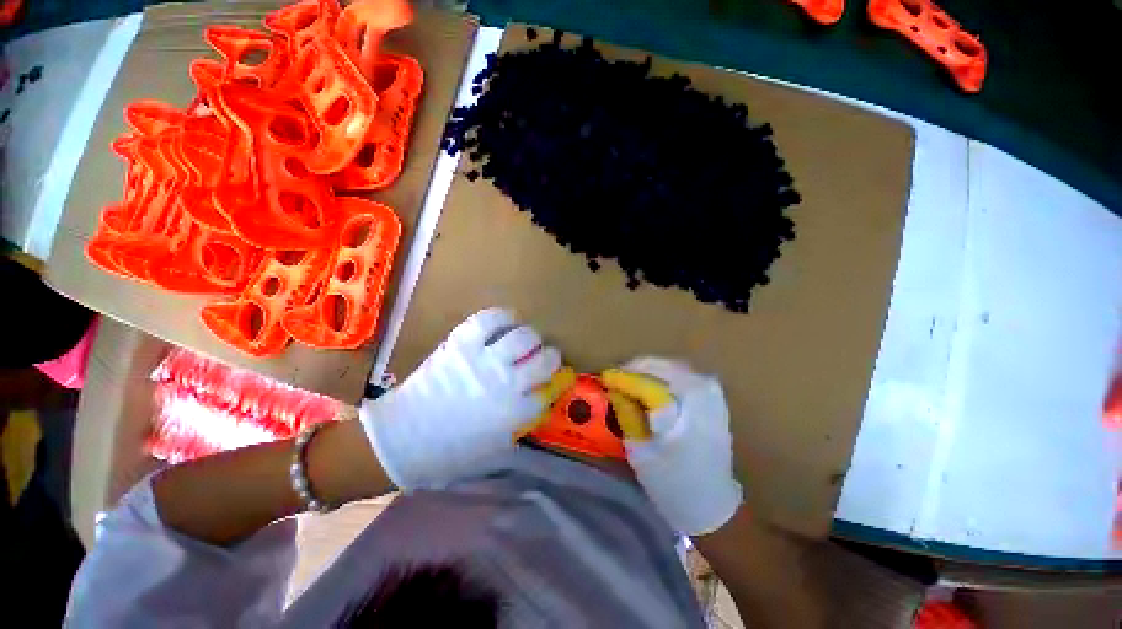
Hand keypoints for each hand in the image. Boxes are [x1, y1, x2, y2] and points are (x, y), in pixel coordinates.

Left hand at [360, 307, 560, 488]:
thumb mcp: (495, 449)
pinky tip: (509, 320)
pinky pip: (490, 320)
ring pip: (524, 337)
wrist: (403, 437)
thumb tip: (541, 403)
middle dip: (550, 356)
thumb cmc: (450, 450)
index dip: (555, 382)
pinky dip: (504, 317)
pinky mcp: (462, 343)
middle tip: (544, 355)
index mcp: (515, 413)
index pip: (549, 391)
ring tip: (526, 339)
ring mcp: (484, 360)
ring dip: (532, 337)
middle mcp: (506, 383)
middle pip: (544, 360)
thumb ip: (523, 426)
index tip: (553, 379)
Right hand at [602, 357, 741, 534]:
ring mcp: (712, 392)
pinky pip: (682, 377)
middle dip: (636, 369)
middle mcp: (703, 389)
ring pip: (672, 368)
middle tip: (616, 378)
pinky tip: (650, 387)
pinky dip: (663, 378)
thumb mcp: (641, 451)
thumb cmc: (674, 484)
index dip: (623, 377)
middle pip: (662, 367)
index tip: (604, 377)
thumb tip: (614, 390)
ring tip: (629, 381)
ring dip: (649, 372)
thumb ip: (627, 414)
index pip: (647, 379)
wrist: (714, 507)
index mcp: (688, 402)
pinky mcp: (714, 398)